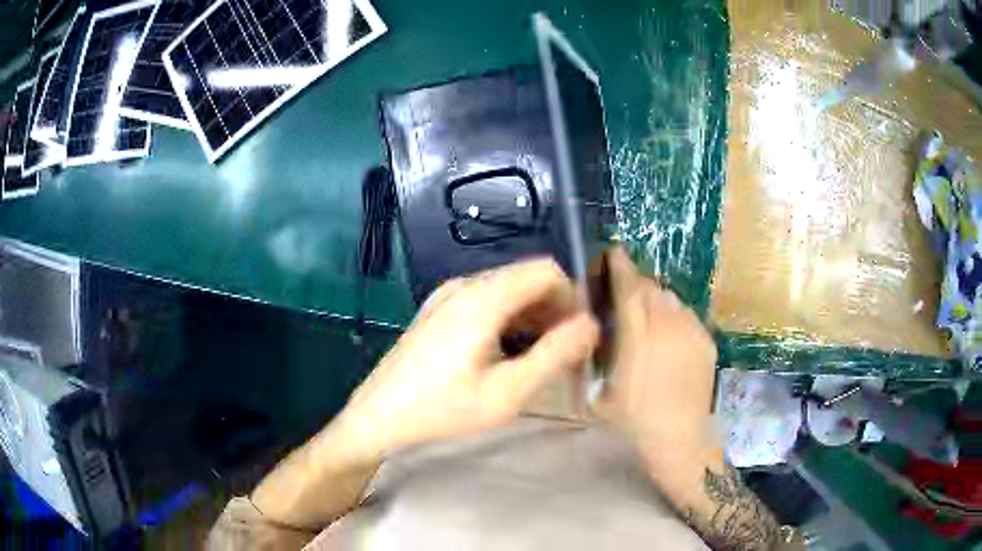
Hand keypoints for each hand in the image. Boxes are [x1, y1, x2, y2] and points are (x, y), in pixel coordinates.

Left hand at [339, 258, 599, 456]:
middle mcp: (464, 285)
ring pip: (507, 291)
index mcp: (483, 297)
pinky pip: (485, 302)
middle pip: (526, 279)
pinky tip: (503, 356)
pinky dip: (507, 321)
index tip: (575, 338)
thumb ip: (555, 355)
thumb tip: (591, 325)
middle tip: (560, 355)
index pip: (546, 271)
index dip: (571, 299)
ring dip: (531, 318)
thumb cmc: (443, 409)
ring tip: (534, 360)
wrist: (378, 416)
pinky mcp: (437, 310)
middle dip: (553, 311)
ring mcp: (446, 296)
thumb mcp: (508, 392)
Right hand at [595, 247, 717, 466]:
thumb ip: (598, 353)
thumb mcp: (601, 391)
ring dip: (654, 298)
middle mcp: (667, 325)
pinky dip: (673, 314)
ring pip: (670, 297)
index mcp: (638, 336)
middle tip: (622, 293)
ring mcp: (691, 330)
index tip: (611, 253)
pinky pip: (686, 313)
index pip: (629, 288)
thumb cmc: (633, 420)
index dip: (620, 266)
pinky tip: (667, 333)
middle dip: (634, 283)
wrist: (680, 437)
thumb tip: (595, 324)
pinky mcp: (706, 339)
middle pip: (649, 287)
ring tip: (646, 315)